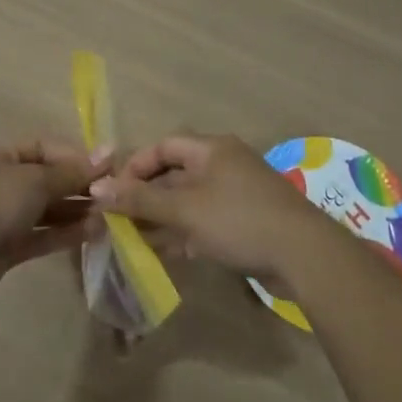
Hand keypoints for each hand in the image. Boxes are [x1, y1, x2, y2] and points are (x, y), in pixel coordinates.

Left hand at [0, 138, 107, 297]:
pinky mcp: (5, 247)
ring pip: (45, 210)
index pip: (44, 148)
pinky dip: (65, 234)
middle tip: (113, 195)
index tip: (108, 168)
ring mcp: (0, 216)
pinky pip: (40, 235)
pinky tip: (94, 233)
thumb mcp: (34, 180)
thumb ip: (71, 172)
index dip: (76, 157)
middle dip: (79, 186)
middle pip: (46, 180)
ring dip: (76, 212)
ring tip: (110, 216)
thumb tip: (108, 153)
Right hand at [91, 133, 332, 279]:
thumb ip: (140, 200)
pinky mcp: (245, 222)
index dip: (135, 166)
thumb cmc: (239, 220)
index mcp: (211, 149)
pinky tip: (164, 253)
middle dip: (145, 197)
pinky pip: (205, 221)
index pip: (163, 147)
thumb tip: (97, 189)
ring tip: (132, 240)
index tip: (114, 192)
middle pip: (174, 175)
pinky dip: (183, 233)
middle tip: (118, 220)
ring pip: (188, 202)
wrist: (304, 255)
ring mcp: (236, 194)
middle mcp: (223, 164)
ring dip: (161, 218)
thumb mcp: (184, 210)